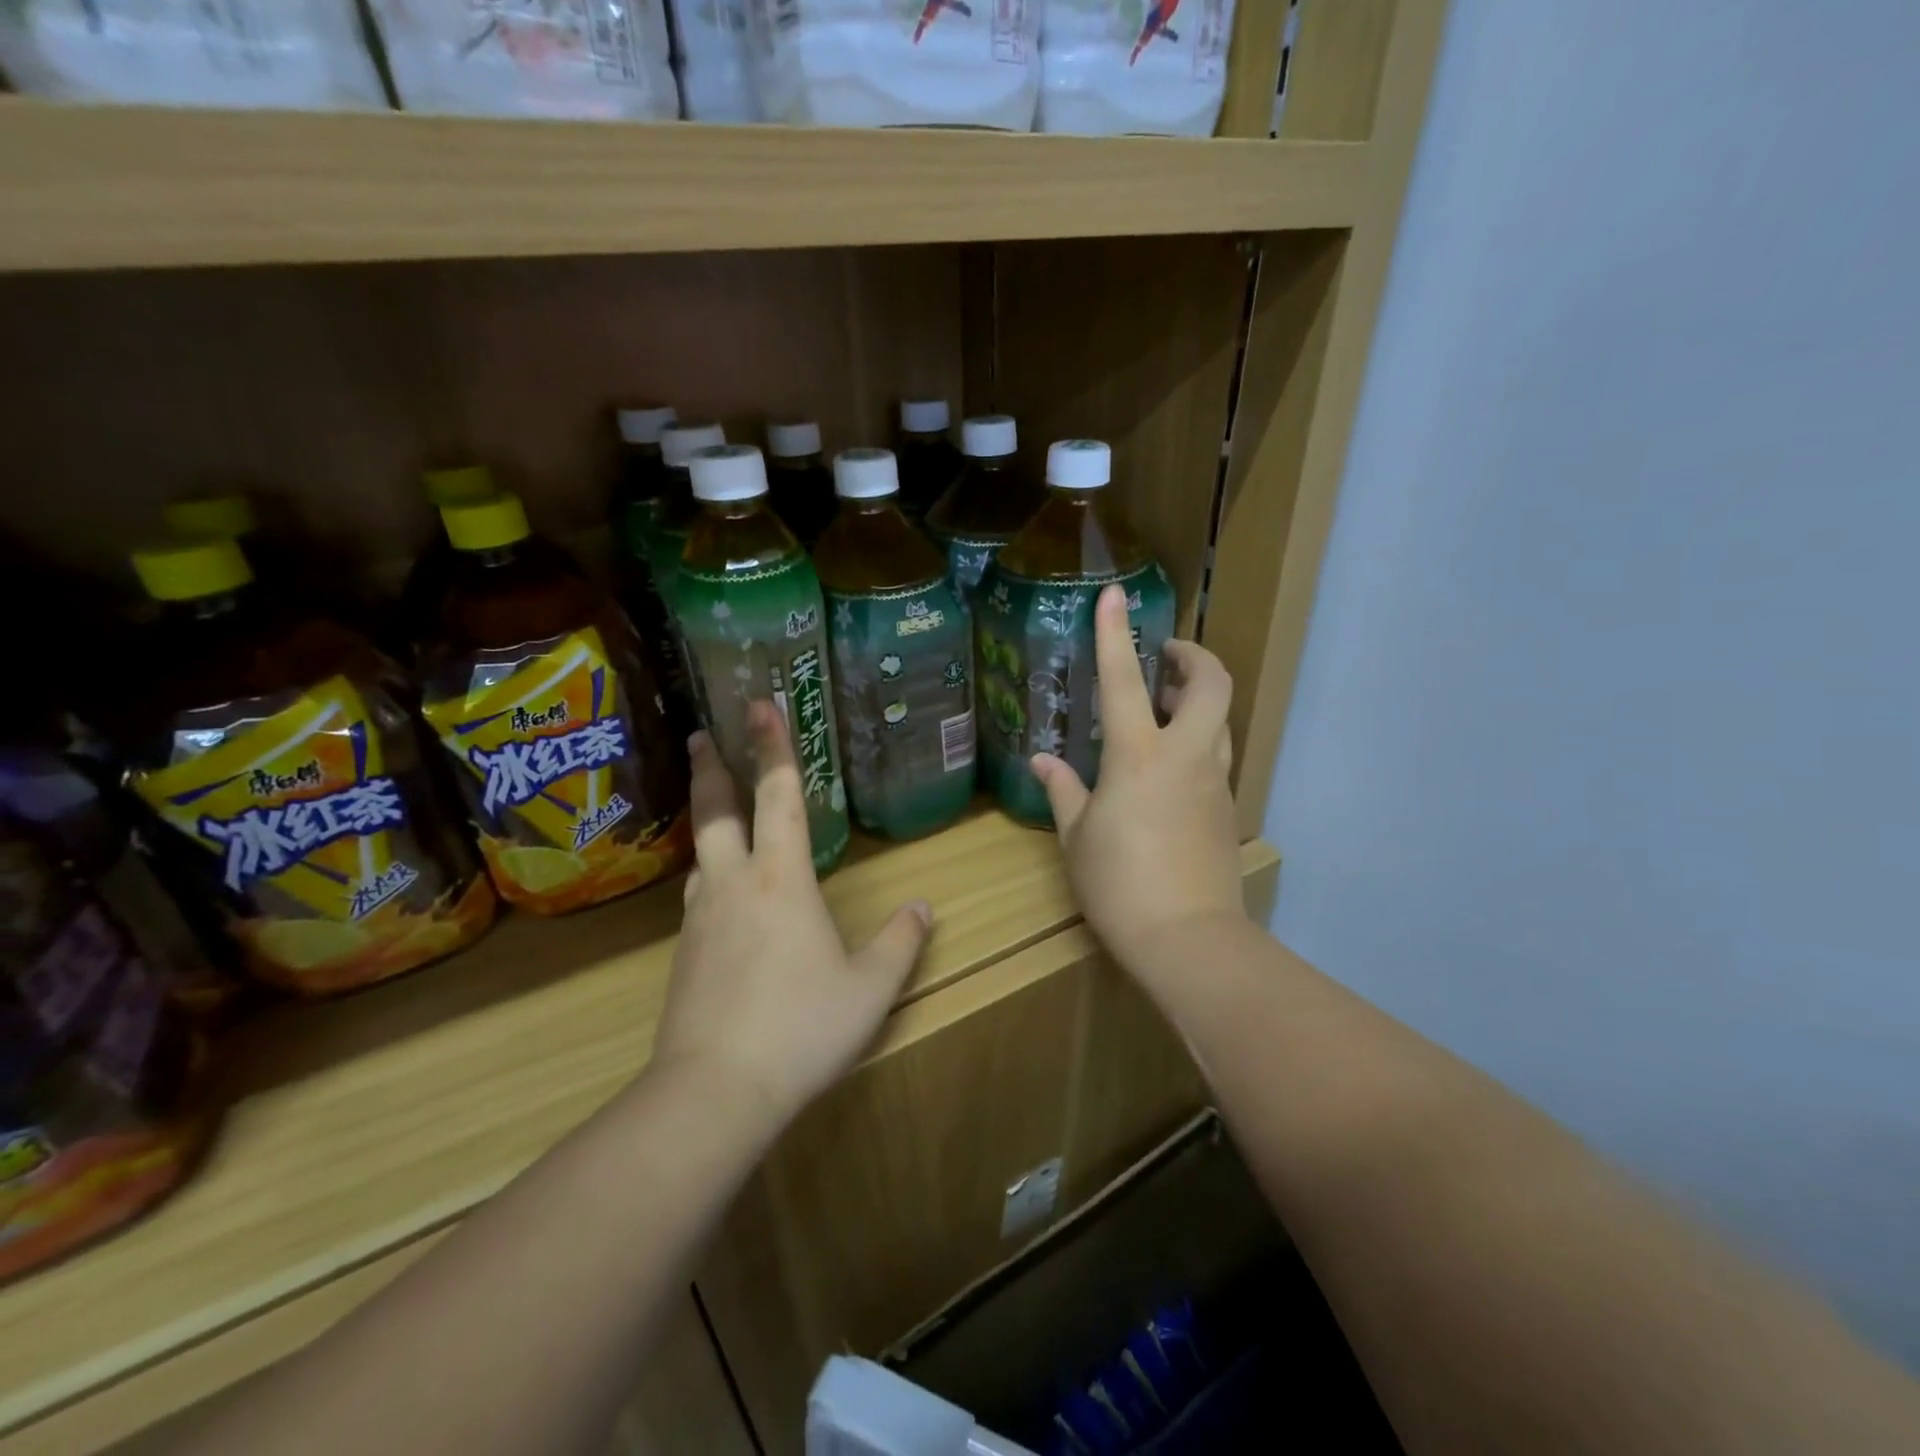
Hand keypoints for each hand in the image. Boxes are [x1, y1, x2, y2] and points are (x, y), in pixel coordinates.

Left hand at [654, 700, 931, 1128]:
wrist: (714, 1091)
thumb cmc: (802, 1028)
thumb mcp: (870, 989)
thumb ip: (900, 942)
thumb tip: (923, 907)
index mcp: (782, 879)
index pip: (780, 796)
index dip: (775, 746)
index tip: (760, 704)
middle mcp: (734, 884)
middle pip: (717, 810)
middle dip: (711, 767)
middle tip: (700, 735)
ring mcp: (700, 918)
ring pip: (701, 854)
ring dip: (706, 821)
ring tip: (714, 812)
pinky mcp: (682, 954)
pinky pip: (696, 897)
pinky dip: (707, 876)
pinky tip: (716, 894)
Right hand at [1031, 584, 1244, 971]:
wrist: (1188, 939)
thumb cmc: (1119, 885)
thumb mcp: (1077, 837)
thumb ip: (1063, 790)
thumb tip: (1043, 760)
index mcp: (1138, 757)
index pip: (1123, 680)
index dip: (1116, 633)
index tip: (1114, 596)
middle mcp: (1185, 756)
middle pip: (1212, 684)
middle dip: (1194, 657)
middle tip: (1165, 658)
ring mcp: (1214, 781)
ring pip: (1221, 720)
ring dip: (1198, 699)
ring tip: (1164, 707)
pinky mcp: (1227, 808)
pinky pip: (1217, 757)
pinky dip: (1198, 741)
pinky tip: (1168, 768)